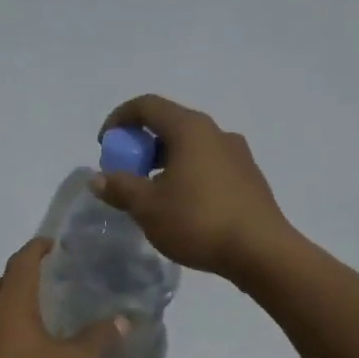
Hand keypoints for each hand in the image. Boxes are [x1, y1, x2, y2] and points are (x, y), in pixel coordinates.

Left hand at [0, 238, 127, 357]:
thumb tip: (123, 319)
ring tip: (36, 318)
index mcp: (10, 303)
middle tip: (50, 283)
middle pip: (3, 283)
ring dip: (10, 307)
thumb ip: (98, 340)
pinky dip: (0, 333)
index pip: (22, 261)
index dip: (38, 249)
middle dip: (24, 277)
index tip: (54, 245)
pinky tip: (16, 354)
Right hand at [94, 94, 291, 281]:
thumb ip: (120, 188)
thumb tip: (98, 178)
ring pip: (190, 147)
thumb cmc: (198, 221)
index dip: (119, 119)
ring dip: (163, 162)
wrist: (260, 251)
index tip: (104, 145)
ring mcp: (237, 154)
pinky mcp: (248, 177)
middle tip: (125, 173)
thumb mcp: (148, 207)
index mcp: (190, 129)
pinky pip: (208, 165)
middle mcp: (216, 132)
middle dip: (141, 145)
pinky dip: (186, 174)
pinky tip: (182, 207)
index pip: (147, 106)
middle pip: (169, 125)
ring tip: (151, 194)